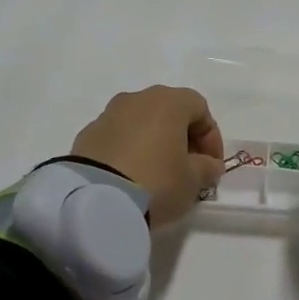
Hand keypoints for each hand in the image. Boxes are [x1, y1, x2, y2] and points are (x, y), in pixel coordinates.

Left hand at [72, 86, 225, 228]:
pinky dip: (129, 151)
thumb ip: (207, 168)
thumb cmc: (157, 181)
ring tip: (157, 175)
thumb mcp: (193, 180)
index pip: (200, 108)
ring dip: (154, 143)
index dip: (211, 137)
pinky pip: (118, 138)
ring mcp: (108, 115)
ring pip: (141, 123)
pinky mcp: (87, 135)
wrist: (95, 200)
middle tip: (188, 169)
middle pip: (169, 112)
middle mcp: (137, 99)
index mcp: (168, 101)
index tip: (212, 166)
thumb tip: (208, 164)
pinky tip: (131, 178)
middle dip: (182, 138)